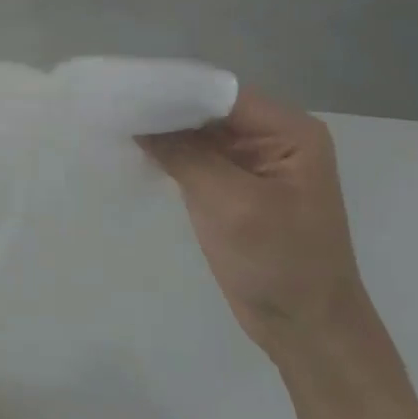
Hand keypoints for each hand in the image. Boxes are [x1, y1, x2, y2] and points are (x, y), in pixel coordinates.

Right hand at [140, 88, 369, 358]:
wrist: (307, 329)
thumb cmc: (280, 263)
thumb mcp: (231, 203)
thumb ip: (184, 154)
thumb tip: (137, 122)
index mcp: (289, 132)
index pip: (219, 93)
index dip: (172, 89)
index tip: (124, 91)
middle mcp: (272, 137)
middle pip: (206, 108)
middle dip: (162, 108)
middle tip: (111, 106)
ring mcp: (251, 162)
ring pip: (196, 131)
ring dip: (161, 129)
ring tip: (114, 122)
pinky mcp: (231, 184)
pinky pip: (194, 155)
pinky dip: (167, 152)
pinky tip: (134, 149)